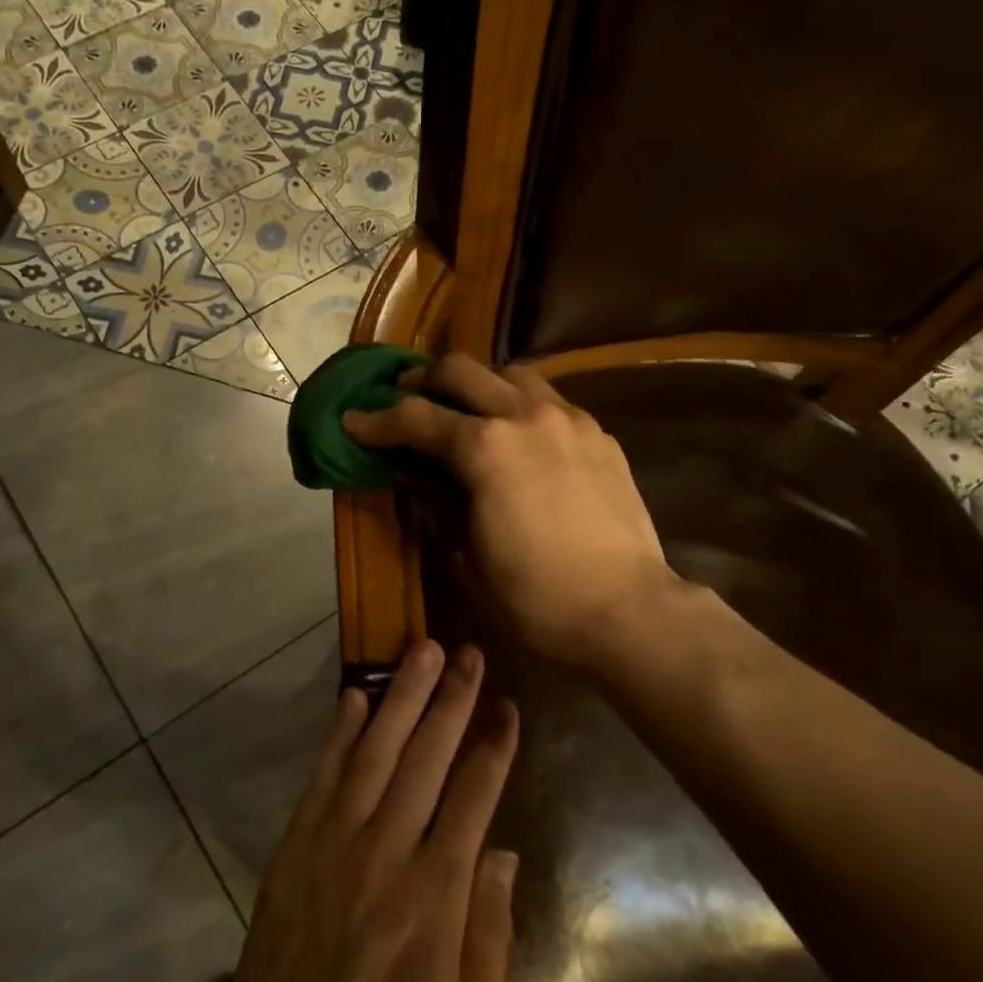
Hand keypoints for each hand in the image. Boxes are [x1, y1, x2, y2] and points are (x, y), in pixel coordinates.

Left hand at [176, 640, 519, 981]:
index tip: (508, 706)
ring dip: (400, 697)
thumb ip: (489, 936)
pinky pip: (322, 778)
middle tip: (468, 652)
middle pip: (425, 758)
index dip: (493, 747)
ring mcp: (334, 845)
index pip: (473, 798)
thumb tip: (502, 853)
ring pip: (374, 753)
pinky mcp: (295, 850)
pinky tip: (353, 697)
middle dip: (451, 700)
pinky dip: (339, 734)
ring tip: (420, 651)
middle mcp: (386, 853)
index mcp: (435, 896)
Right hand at [344, 353, 679, 670]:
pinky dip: (521, 405)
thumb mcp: (467, 558)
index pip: (415, 418)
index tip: (353, 421)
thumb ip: (437, 505)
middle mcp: (525, 416)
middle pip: (461, 370)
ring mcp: (569, 420)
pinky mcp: (599, 434)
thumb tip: (415, 476)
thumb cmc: (537, 599)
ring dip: (477, 384)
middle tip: (404, 399)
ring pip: (511, 373)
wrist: (629, 611)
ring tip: (464, 409)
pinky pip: (550, 400)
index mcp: (485, 449)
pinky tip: (519, 436)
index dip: (376, 420)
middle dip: (423, 381)